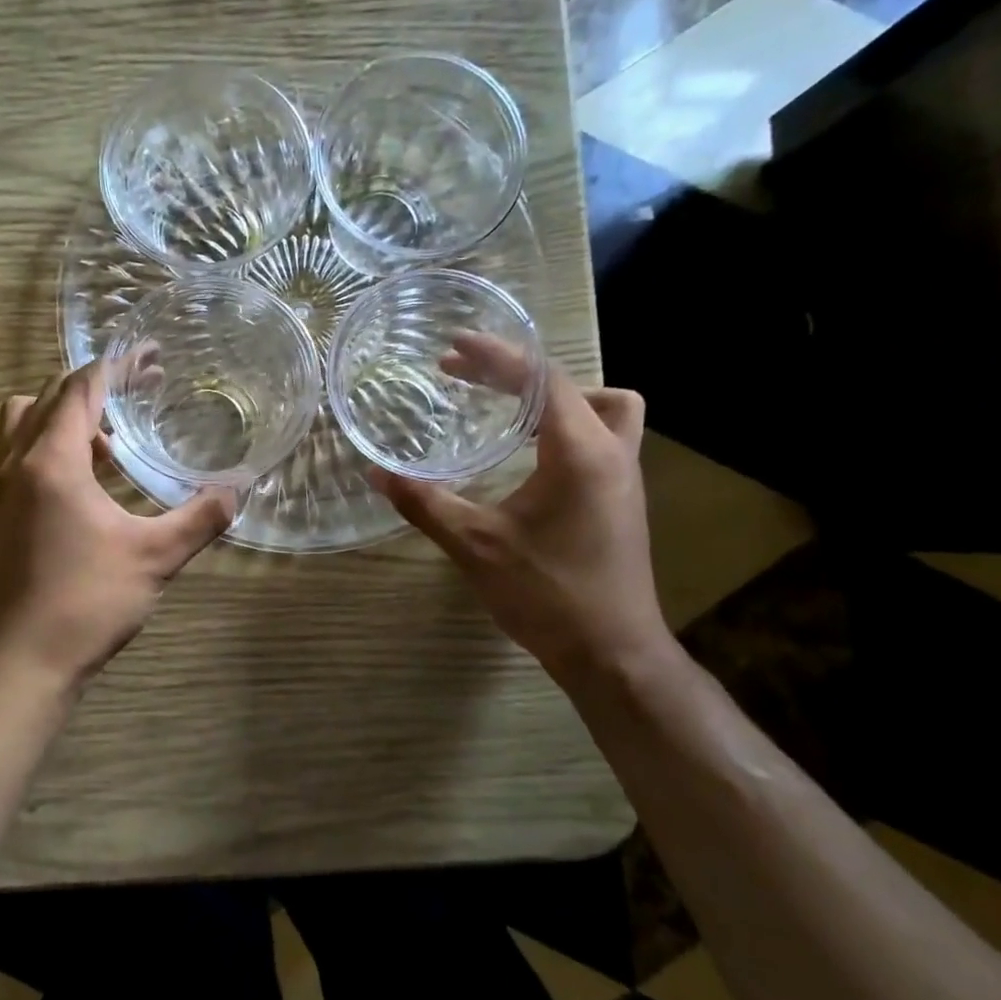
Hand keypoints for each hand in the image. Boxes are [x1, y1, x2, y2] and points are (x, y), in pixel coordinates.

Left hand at [0, 362, 234, 691]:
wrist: (25, 661)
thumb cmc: (89, 601)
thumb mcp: (156, 557)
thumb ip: (201, 517)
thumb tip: (239, 489)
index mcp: (52, 461)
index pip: (81, 389)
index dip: (118, 366)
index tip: (152, 358)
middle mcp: (18, 463)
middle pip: (50, 396)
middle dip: (96, 384)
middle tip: (141, 389)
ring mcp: (2, 489)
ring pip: (24, 422)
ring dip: (65, 415)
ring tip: (112, 439)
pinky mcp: (0, 514)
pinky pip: (21, 454)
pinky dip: (51, 445)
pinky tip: (91, 480)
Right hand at [375, 335, 672, 687]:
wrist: (612, 653)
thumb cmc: (546, 594)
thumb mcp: (475, 545)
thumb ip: (424, 503)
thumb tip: (375, 472)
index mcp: (579, 451)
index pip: (542, 378)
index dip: (496, 356)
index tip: (454, 345)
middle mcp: (612, 452)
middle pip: (574, 383)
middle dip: (519, 371)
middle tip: (466, 376)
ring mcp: (625, 476)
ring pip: (605, 407)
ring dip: (557, 397)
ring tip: (508, 408)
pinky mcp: (623, 499)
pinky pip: (602, 437)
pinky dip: (567, 426)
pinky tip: (529, 454)